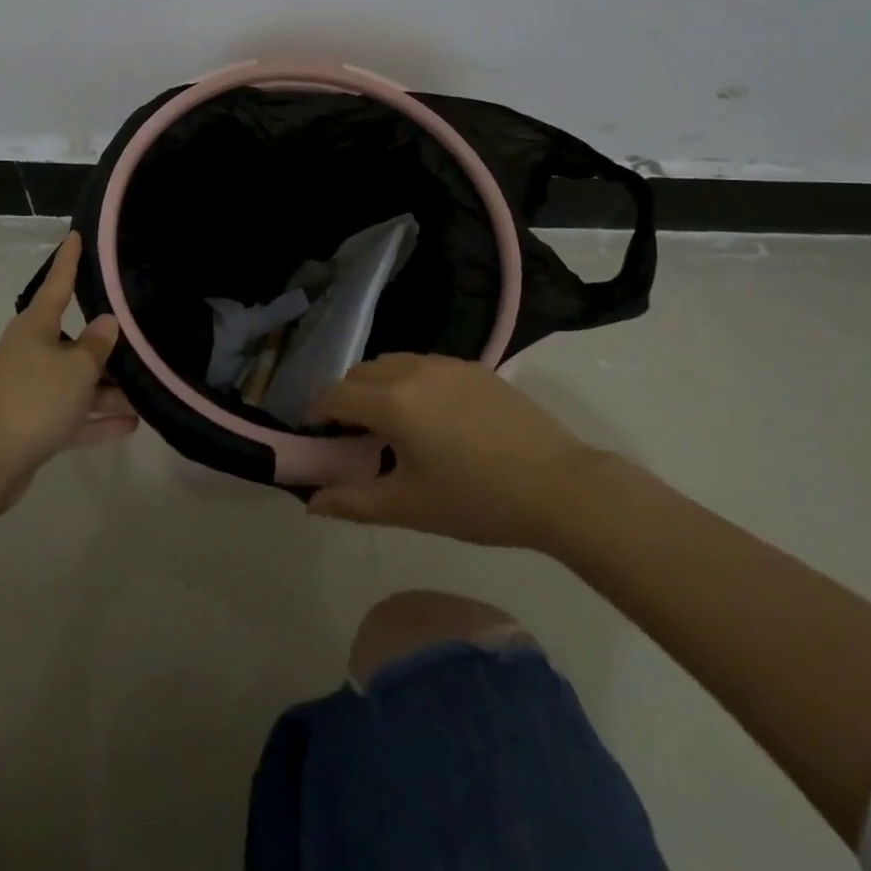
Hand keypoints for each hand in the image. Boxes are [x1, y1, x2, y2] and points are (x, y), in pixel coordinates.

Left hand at [0, 232, 136, 511]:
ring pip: (75, 382)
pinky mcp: (31, 425)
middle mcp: (30, 353)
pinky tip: (129, 425)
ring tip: (144, 397)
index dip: (69, 261)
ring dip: (107, 391)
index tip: (76, 236)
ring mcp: (30, 390)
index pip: (57, 284)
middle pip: (74, 342)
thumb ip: (97, 345)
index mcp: (35, 328)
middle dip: (106, 349)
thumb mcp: (76, 369)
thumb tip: (107, 322)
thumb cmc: (33, 400)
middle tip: (140, 342)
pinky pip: (71, 415)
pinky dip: (96, 420)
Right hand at [304, 354, 600, 548]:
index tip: (315, 437)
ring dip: (377, 385)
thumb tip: (313, 503)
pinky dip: (409, 381)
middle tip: (353, 437)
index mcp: (392, 402)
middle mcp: (413, 370)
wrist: (558, 486)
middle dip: (346, 399)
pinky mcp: (473, 367)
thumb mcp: (409, 507)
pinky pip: (424, 364)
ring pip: (392, 362)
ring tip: (391, 424)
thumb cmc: (477, 501)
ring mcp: (446, 364)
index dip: (317, 414)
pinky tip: (431, 416)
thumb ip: (353, 503)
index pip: (335, 395)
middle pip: (360, 373)